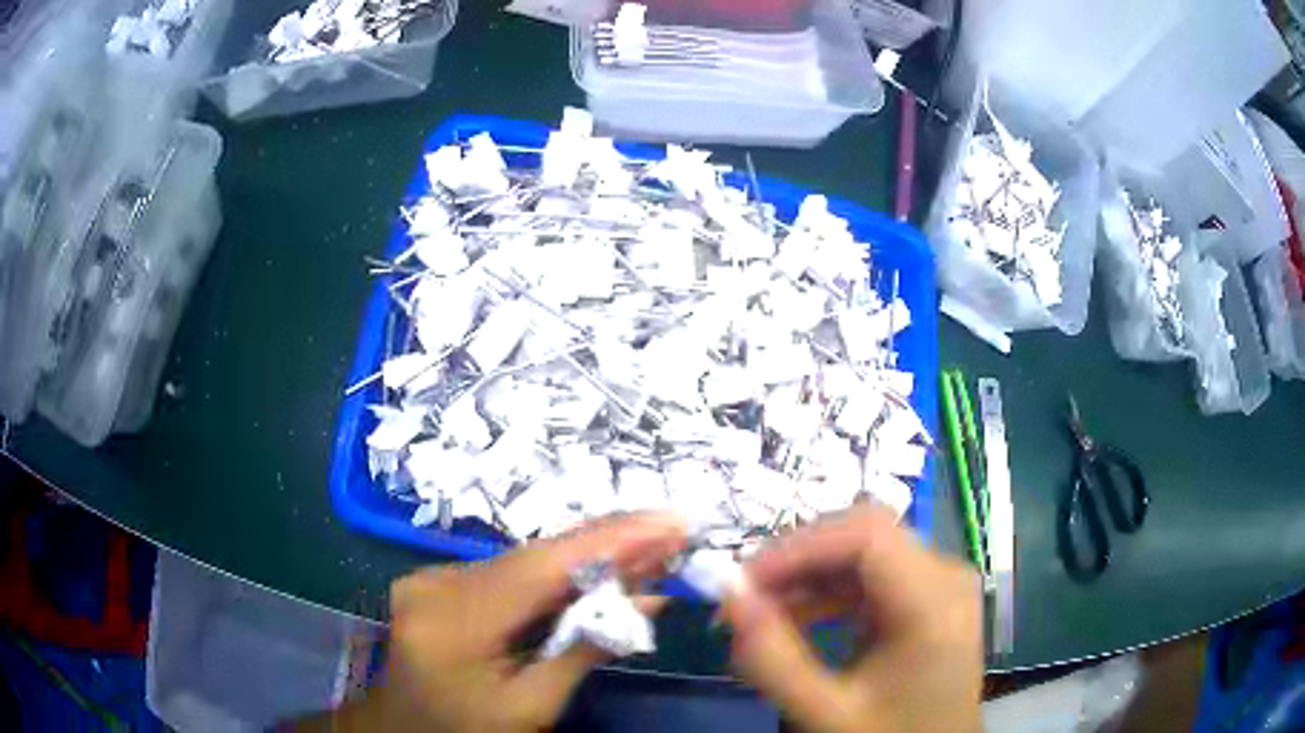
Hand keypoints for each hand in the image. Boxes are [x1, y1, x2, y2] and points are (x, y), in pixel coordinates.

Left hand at [341, 513, 686, 731]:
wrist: (406, 731)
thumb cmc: (468, 732)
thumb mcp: (533, 706)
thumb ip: (588, 648)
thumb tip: (651, 597)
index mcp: (453, 624)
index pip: (541, 568)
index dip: (611, 539)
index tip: (671, 521)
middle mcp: (433, 584)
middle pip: (533, 558)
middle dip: (607, 546)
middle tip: (671, 534)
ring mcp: (428, 578)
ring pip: (522, 560)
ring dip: (583, 559)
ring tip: (644, 551)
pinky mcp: (433, 581)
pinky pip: (505, 571)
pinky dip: (551, 574)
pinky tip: (590, 574)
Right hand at [722, 506, 982, 732]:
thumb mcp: (827, 713)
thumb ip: (773, 661)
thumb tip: (728, 598)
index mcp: (934, 603)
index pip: (866, 535)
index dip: (799, 546)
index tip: (743, 580)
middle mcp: (945, 575)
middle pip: (864, 536)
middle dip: (797, 560)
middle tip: (743, 597)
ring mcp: (940, 581)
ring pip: (863, 551)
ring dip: (807, 576)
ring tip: (761, 614)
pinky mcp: (928, 594)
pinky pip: (871, 574)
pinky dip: (827, 591)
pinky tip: (796, 620)